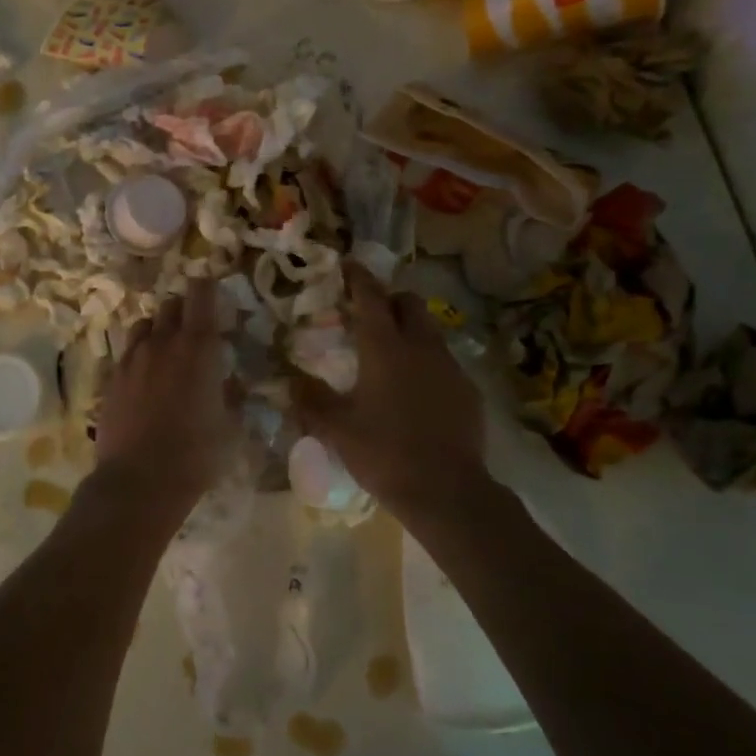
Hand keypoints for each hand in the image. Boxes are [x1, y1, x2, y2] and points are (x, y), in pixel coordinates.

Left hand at [96, 280, 231, 504]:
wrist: (139, 481)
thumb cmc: (196, 455)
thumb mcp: (230, 427)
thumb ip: (232, 396)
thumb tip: (230, 382)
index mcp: (198, 348)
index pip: (201, 295)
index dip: (207, 287)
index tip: (212, 290)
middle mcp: (162, 343)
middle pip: (170, 305)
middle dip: (184, 308)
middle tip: (194, 325)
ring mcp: (132, 359)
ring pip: (145, 324)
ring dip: (159, 328)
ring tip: (167, 347)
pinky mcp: (112, 378)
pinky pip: (128, 351)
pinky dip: (140, 353)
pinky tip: (145, 375)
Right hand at [294, 264, 488, 517]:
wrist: (447, 492)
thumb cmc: (384, 453)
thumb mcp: (337, 429)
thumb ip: (310, 400)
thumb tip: (288, 381)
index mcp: (385, 349)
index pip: (371, 297)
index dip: (358, 277)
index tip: (348, 264)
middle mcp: (421, 347)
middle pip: (409, 303)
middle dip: (389, 300)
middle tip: (368, 314)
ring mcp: (450, 367)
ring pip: (430, 331)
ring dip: (409, 330)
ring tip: (390, 354)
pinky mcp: (468, 390)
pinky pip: (444, 361)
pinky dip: (426, 361)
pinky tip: (415, 391)